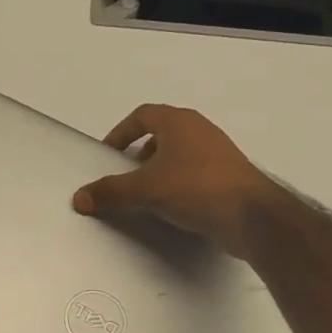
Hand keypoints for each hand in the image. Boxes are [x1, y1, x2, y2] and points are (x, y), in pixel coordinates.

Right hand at [71, 103, 270, 253]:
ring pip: (179, 154)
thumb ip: (110, 192)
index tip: (108, 153)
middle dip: (140, 153)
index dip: (121, 132)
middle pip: (161, 133)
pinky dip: (178, 183)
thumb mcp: (145, 190)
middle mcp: (200, 130)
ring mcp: (219, 152)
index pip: (142, 115)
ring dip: (159, 169)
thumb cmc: (195, 188)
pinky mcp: (230, 176)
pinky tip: (172, 206)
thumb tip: (78, 198)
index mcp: (179, 122)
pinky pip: (195, 172)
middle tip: (125, 174)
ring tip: (146, 193)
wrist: (253, 217)